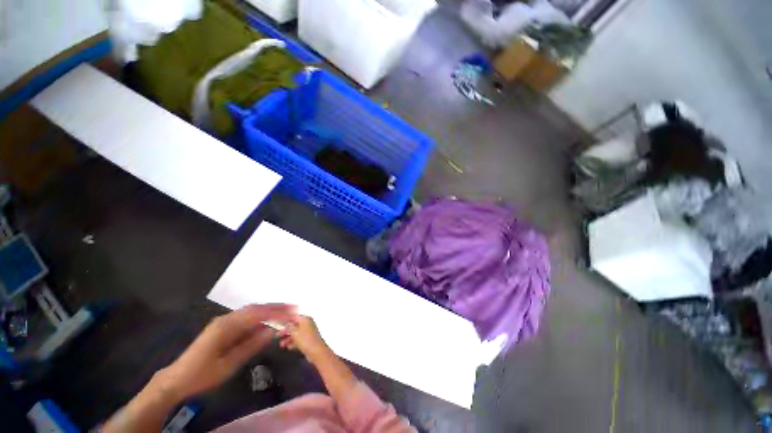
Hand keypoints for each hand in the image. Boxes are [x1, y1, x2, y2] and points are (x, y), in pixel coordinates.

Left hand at [160, 304, 295, 399]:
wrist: (177, 379)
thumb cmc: (202, 375)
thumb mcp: (229, 364)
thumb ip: (252, 346)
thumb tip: (273, 331)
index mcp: (227, 326)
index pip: (258, 314)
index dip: (277, 313)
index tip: (292, 313)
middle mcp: (227, 319)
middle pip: (256, 308)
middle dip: (276, 307)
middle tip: (293, 307)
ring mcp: (224, 321)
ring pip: (251, 311)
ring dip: (269, 310)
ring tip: (285, 311)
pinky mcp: (224, 327)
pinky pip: (246, 318)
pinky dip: (260, 317)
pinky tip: (268, 321)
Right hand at [278, 315, 330, 362]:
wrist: (315, 351)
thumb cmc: (305, 340)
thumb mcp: (295, 332)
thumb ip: (289, 327)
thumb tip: (287, 325)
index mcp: (306, 319)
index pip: (294, 317)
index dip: (286, 320)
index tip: (279, 324)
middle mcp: (308, 324)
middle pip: (295, 326)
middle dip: (286, 331)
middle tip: (278, 335)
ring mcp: (308, 332)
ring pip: (296, 333)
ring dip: (288, 338)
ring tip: (282, 344)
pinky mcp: (308, 340)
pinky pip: (299, 340)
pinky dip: (293, 342)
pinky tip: (288, 347)